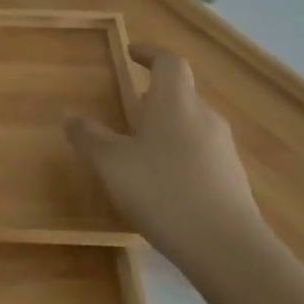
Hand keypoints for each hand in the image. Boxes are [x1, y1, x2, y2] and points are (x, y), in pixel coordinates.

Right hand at [65, 44, 265, 279]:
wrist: (228, 250)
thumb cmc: (163, 191)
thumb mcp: (111, 163)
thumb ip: (88, 136)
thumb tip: (70, 116)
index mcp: (175, 102)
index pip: (169, 62)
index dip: (150, 54)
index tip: (132, 53)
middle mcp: (204, 118)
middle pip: (182, 93)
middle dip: (155, 95)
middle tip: (128, 106)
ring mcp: (223, 150)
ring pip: (192, 124)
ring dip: (167, 126)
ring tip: (140, 147)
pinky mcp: (232, 181)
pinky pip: (201, 153)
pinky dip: (180, 155)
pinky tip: (162, 183)